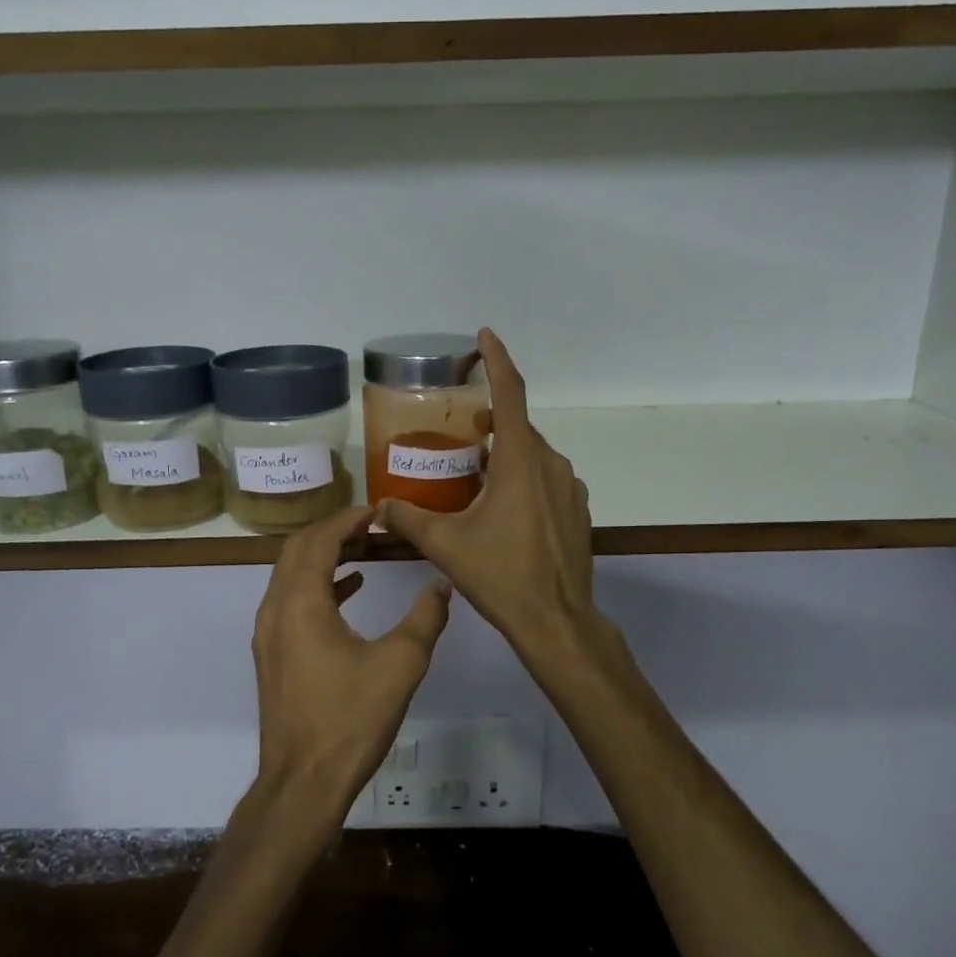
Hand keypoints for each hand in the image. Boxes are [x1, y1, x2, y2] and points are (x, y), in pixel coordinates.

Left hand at [251, 504, 451, 823]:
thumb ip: (425, 618)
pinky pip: (291, 600)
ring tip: (365, 550)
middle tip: (372, 527)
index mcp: (302, 602)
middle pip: (298, 550)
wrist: (303, 783)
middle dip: (333, 531)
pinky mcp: (272, 654)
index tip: (378, 512)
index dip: (348, 520)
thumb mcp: (401, 665)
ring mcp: (269, 633)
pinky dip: (318, 585)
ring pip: (291, 574)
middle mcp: (276, 609)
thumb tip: (442, 584)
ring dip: (324, 556)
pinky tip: (351, 589)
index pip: (320, 540)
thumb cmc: (351, 720)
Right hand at [377, 329, 596, 662]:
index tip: (485, 336)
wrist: (556, 620)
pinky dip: (524, 478)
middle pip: (518, 428)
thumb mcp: (445, 545)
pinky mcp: (577, 509)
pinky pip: (546, 478)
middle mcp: (550, 463)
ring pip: (533, 455)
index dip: (497, 360)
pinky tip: (503, 509)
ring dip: (506, 454)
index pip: (511, 393)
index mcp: (520, 460)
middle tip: (461, 433)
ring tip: (476, 475)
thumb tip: (378, 510)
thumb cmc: (500, 575)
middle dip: (491, 421)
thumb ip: (408, 519)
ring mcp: (569, 487)